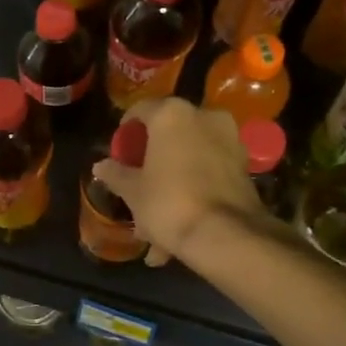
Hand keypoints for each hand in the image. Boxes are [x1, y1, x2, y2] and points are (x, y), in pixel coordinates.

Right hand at [91, 98, 263, 265]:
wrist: (225, 235)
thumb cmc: (169, 202)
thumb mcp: (133, 191)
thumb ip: (116, 174)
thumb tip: (101, 166)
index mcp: (172, 114)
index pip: (141, 110)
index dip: (126, 131)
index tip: (120, 152)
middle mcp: (205, 116)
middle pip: (169, 133)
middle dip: (153, 161)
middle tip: (139, 184)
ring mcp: (229, 139)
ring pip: (190, 157)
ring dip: (173, 181)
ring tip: (158, 220)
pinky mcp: (244, 165)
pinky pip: (209, 172)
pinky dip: (195, 190)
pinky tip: (181, 223)